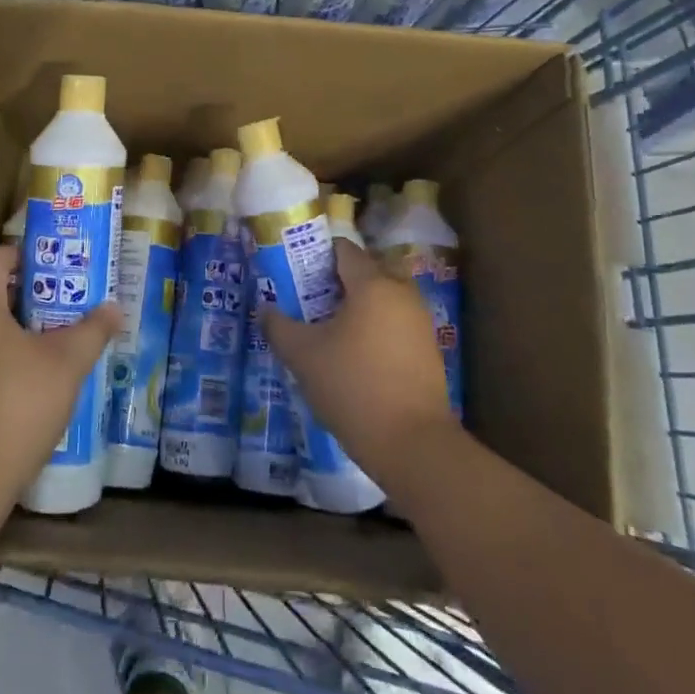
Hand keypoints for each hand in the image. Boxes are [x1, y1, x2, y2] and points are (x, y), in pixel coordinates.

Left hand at [0, 244, 121, 520]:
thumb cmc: (16, 403)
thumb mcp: (66, 364)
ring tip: (39, 346)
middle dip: (17, 294)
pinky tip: (13, 387)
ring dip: (0, 329)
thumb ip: (91, 330)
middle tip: (54, 306)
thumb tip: (114, 308)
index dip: (24, 257)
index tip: (54, 272)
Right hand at [259, 240, 460, 485]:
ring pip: (385, 297)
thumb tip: (265, 310)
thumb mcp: (303, 356)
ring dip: (360, 305)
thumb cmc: (353, 386)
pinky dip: (377, 327)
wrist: (413, 444)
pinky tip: (356, 355)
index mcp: (372, 283)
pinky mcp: (429, 350)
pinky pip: (397, 322)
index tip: (296, 273)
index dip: (316, 255)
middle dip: (339, 280)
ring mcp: (420, 321)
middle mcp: (401, 293)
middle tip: (311, 300)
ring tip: (330, 330)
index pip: (343, 250)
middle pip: (367, 270)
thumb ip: (279, 327)